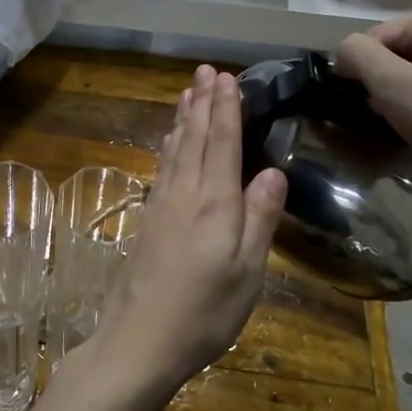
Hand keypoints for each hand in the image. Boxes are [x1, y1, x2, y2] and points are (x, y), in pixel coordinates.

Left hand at [81, 65, 286, 399]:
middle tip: (205, 70)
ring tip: (187, 93)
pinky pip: (161, 170)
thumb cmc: (204, 311)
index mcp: (213, 203)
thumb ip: (259, 218)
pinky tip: (168, 143)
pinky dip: (167, 148)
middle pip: (194, 139)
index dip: (225, 109)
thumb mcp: (247, 271)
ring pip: (175, 151)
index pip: (221, 144)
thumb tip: (272, 171)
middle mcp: (184, 195)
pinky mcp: (148, 223)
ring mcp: (161, 207)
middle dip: (202, 103)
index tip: (226, 78)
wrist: (139, 340)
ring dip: (182, 119)